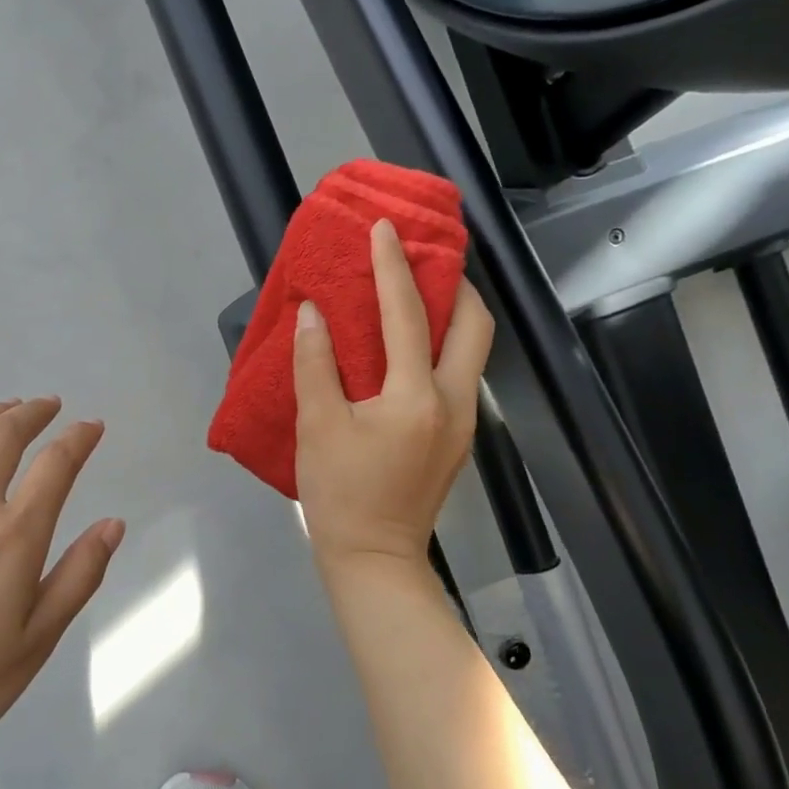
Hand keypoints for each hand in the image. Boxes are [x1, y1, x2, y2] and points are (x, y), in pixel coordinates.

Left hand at [0, 398, 123, 788]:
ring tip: (5, 410)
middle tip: (49, 405)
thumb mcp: (38, 640)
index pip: (56, 465)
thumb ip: (79, 575)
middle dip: (33, 412)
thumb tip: (113, 523)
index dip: (79, 438)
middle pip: (3, 435)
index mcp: (13, 537)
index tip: (92, 426)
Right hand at [293, 218, 494, 575]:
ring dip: (453, 314)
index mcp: (416, 397)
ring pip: (473, 350)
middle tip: (424, 262)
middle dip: (456, 285)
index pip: (407, 315)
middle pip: (475, 326)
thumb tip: (313, 313)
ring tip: (419, 294)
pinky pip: (458, 373)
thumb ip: (315, 364)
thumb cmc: (341, 493)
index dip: (393, 267)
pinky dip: (442, 345)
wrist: (375, 558)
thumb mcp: (317, 427)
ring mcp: (463, 422)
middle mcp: (453, 401)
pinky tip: (411, 347)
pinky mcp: (457, 438)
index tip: (386, 229)